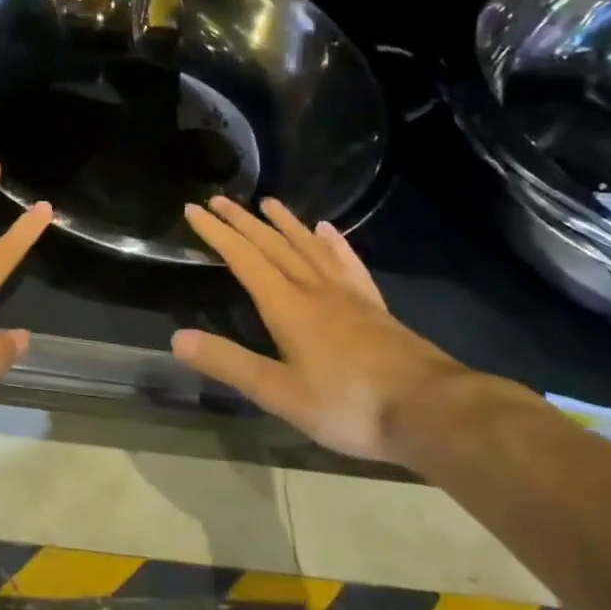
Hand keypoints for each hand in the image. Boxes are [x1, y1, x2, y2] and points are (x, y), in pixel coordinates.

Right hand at [172, 197, 478, 463]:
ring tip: (269, 203)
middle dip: (244, 221)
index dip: (217, 233)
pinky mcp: (374, 307)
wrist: (432, 411)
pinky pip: (348, 264)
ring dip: (286, 224)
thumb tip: (178, 338)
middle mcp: (315, 289)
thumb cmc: (349, 405)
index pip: (244, 259)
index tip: (194, 208)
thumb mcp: (279, 393)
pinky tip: (329, 232)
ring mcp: (349, 296)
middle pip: (274, 246)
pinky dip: (334, 244)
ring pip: (310, 248)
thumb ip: (229, 363)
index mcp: (288, 306)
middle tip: (221, 198)